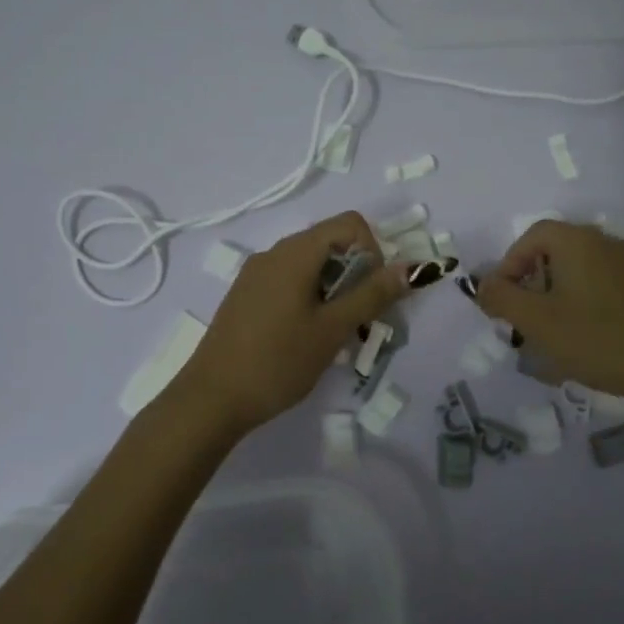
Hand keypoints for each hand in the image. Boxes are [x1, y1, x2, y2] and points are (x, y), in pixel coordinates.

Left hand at [167, 212, 409, 436]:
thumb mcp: (332, 329)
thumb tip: (411, 267)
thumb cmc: (278, 361)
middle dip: (356, 274)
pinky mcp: (246, 296)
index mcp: (294, 252)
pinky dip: (310, 298)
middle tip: (359, 320)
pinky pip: (289, 281)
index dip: (373, 252)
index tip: (371, 294)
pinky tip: (306, 337)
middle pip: (330, 243)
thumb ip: (372, 295)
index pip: (350, 224)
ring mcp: (255, 274)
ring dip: (335, 290)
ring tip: (335, 333)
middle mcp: (273, 253)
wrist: (211, 399)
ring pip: (310, 265)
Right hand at [476, 219, 623, 405]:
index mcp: (578, 241)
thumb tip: (483, 285)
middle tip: (522, 316)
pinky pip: (602, 283)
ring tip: (549, 330)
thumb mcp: (536, 321)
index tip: (502, 298)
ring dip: (556, 293)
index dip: (509, 263)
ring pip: (579, 269)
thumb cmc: (596, 339)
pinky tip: (583, 335)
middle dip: (531, 281)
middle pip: (556, 250)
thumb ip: (501, 298)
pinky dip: (582, 300)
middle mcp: (606, 242)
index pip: (532, 236)